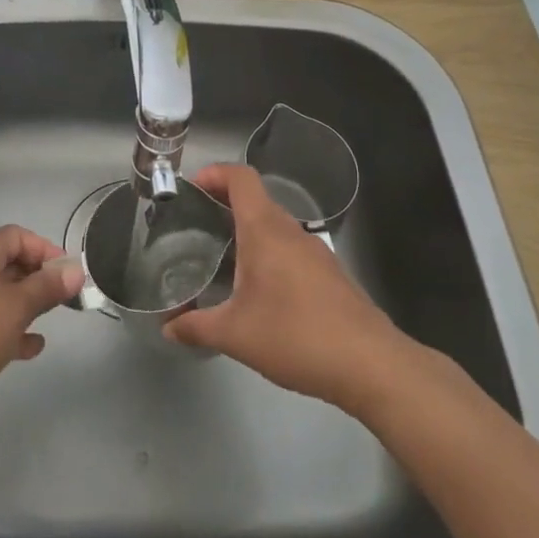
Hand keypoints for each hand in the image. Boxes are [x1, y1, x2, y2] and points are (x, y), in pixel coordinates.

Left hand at [0, 225, 83, 430]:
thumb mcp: (17, 306)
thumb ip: (48, 287)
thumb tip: (75, 271)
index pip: (15, 236)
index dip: (44, 248)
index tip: (67, 271)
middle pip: (7, 264)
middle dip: (37, 278)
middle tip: (63, 296)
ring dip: (26, 305)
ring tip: (50, 318)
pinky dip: (10, 330)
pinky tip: (31, 347)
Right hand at [165, 163, 402, 409]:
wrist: (370, 363)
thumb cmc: (296, 336)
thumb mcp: (235, 335)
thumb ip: (197, 327)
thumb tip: (168, 328)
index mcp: (265, 230)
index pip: (241, 178)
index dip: (214, 173)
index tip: (191, 189)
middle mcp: (291, 231)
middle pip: (255, 200)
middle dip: (223, 206)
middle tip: (195, 228)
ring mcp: (315, 251)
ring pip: (274, 226)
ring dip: (247, 232)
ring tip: (220, 260)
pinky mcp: (329, 274)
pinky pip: (290, 249)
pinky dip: (268, 254)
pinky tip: (258, 290)